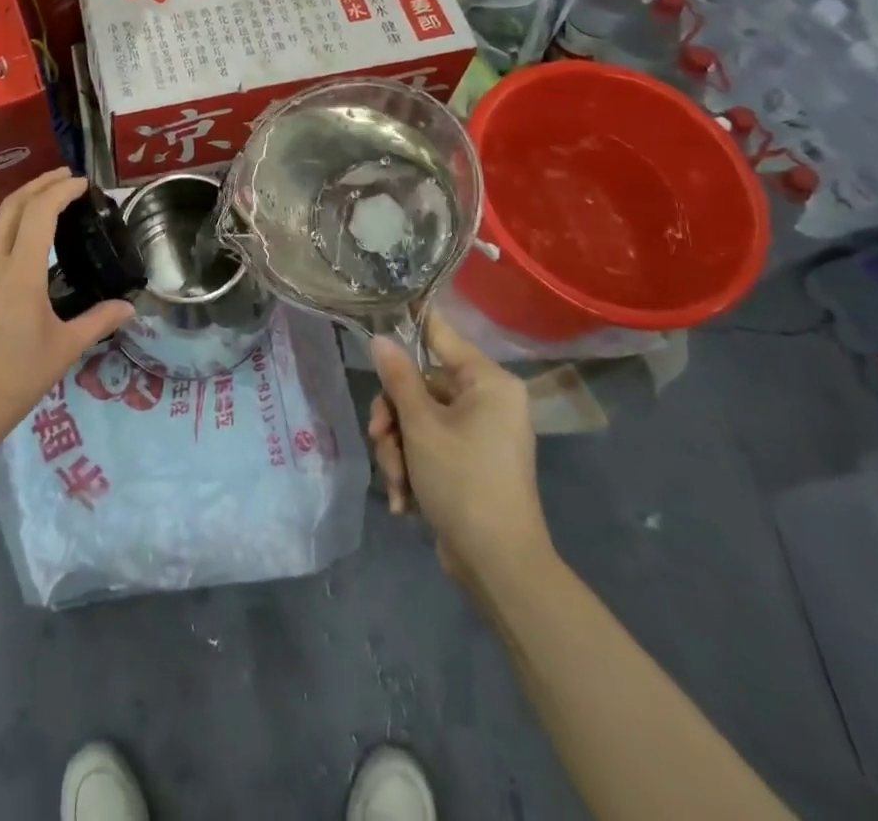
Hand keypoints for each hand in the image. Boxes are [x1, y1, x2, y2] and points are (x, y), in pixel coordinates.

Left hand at [0, 169, 133, 457]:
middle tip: (63, 177)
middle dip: (38, 184)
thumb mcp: (63, 350)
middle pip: (11, 207)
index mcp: (19, 273)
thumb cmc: (15, 380)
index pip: (40, 212)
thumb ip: (98, 321)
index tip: (81, 182)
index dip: (60, 190)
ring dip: (21, 212)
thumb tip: (130, 309)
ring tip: (46, 215)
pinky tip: (18, 264)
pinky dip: (5, 244)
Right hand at [368, 308, 552, 588]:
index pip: (442, 336)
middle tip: (379, 439)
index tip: (380, 312)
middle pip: (420, 386)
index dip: (410, 323)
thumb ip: (398, 379)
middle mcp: (487, 401)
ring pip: (418, 420)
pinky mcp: (469, 462)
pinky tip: (404, 499)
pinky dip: (412, 468)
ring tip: (396, 481)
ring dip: (398, 449)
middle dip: (393, 419)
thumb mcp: (421, 427)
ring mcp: (479, 433)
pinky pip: (429, 447)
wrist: (499, 565)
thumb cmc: (463, 482)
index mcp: (488, 383)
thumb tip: (381, 339)